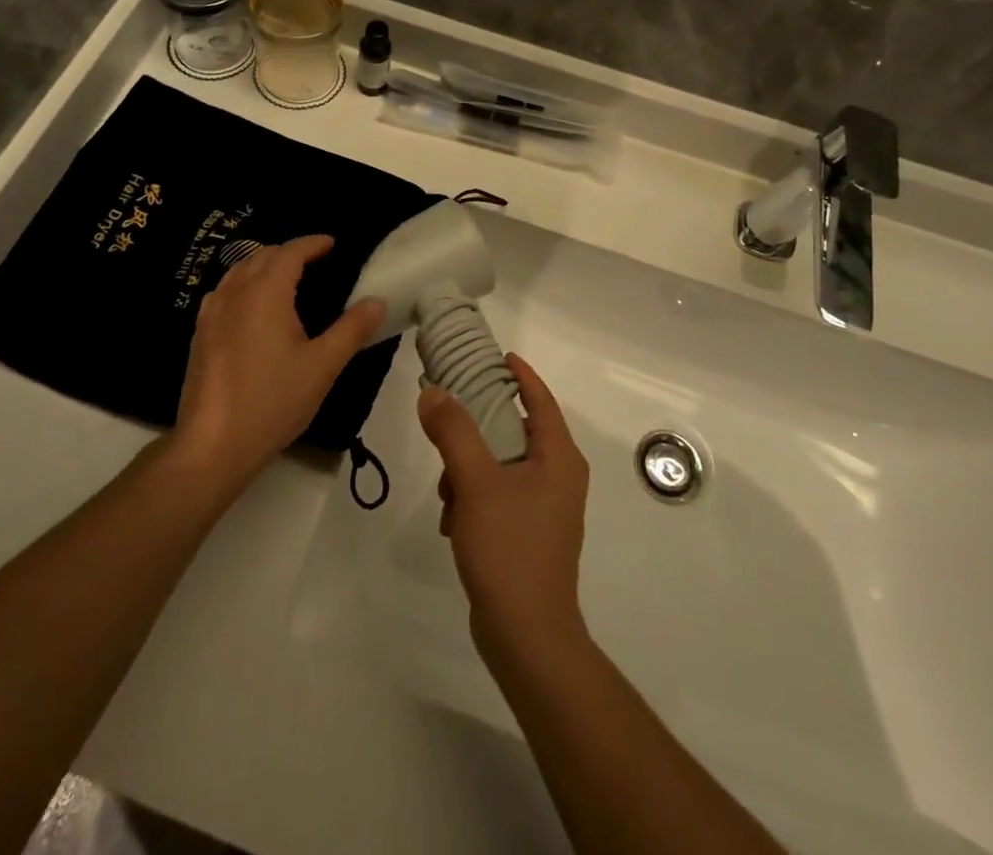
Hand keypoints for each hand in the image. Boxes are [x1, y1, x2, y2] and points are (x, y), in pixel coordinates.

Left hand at [173, 236, 384, 495]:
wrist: (213, 445)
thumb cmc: (273, 401)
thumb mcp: (323, 366)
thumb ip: (352, 329)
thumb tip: (377, 301)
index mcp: (265, 293)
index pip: (289, 252)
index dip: (312, 243)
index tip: (332, 243)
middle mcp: (235, 293)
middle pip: (261, 256)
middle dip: (289, 252)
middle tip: (316, 261)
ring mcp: (211, 313)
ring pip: (239, 272)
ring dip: (264, 266)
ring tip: (287, 279)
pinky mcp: (199, 334)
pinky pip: (224, 292)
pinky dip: (244, 285)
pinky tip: (253, 308)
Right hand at [417, 355, 590, 662]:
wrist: (527, 636)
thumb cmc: (509, 549)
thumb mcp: (475, 482)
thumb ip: (454, 431)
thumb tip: (433, 392)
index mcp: (559, 458)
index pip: (540, 400)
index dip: (520, 375)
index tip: (495, 356)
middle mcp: (559, 477)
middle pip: (514, 430)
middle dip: (476, 430)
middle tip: (445, 423)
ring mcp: (545, 507)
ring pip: (500, 464)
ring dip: (468, 470)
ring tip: (447, 494)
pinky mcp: (529, 532)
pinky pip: (498, 494)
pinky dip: (473, 497)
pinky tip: (452, 522)